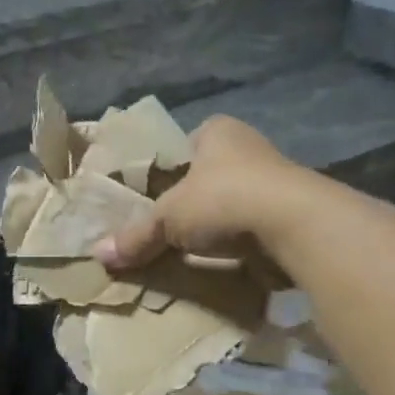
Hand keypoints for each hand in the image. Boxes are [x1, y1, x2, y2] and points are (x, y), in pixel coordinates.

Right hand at [96, 115, 305, 268]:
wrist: (295, 225)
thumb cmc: (223, 199)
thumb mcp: (168, 217)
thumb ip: (136, 235)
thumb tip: (98, 255)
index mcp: (218, 131)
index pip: (186, 145)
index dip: (169, 170)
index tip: (155, 197)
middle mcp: (249, 148)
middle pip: (210, 177)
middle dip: (193, 201)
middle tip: (168, 228)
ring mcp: (275, 182)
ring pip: (234, 203)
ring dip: (218, 225)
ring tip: (192, 250)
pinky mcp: (291, 215)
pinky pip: (254, 228)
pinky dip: (240, 244)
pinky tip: (224, 262)